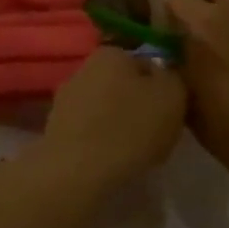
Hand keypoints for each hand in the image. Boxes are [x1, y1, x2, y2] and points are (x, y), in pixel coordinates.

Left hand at [35, 47, 186, 191]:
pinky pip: (90, 132)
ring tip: (135, 154)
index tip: (171, 112)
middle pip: (124, 86)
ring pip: (106, 110)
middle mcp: (84, 68)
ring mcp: (65, 100)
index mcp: (112, 53)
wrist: (76, 174)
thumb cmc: (130, 128)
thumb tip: (164, 74)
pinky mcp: (55, 131)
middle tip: (157, 134)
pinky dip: (102, 144)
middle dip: (139, 105)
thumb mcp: (172, 95)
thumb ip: (173, 76)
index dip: (163, 88)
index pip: (148, 64)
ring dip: (120, 126)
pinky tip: (112, 163)